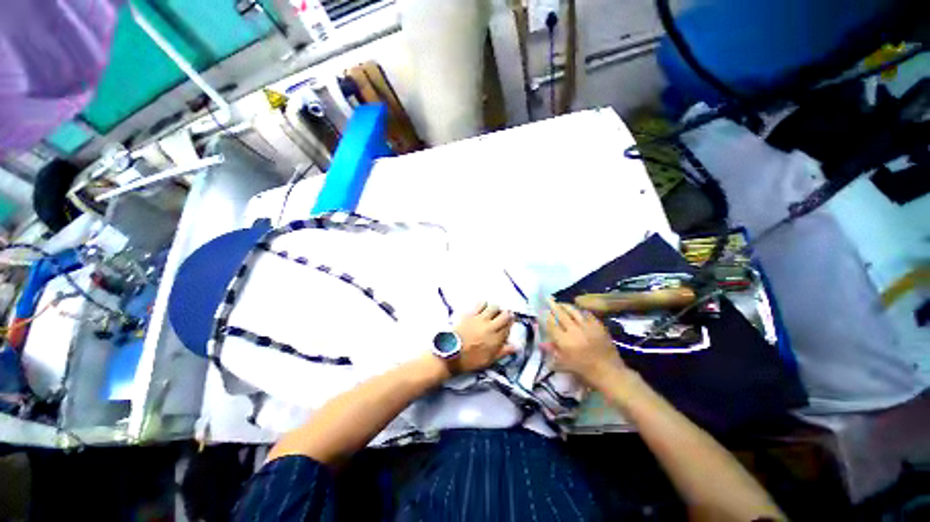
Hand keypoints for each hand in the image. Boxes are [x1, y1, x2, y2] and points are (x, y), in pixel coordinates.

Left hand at [452, 303, 515, 373]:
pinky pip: (480, 304)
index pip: (509, 327)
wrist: (451, 353)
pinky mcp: (470, 314)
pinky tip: (482, 308)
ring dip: (495, 309)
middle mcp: (491, 326)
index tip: (509, 324)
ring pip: (494, 307)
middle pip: (505, 315)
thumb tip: (516, 346)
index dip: (510, 325)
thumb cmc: (470, 360)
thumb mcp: (489, 360)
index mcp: (497, 339)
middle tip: (504, 316)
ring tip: (493, 311)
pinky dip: (483, 304)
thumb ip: (503, 351)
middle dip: (507, 314)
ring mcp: (480, 319)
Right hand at [542, 298, 627, 386]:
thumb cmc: (584, 371)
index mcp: (564, 341)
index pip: (551, 324)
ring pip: (573, 311)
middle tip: (548, 299)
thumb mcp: (564, 364)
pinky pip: (587, 314)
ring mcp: (587, 327)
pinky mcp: (598, 326)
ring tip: (560, 303)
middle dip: (553, 306)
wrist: (609, 373)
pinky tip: (577, 310)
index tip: (542, 311)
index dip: (546, 317)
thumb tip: (541, 344)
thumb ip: (553, 351)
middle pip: (560, 314)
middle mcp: (574, 331)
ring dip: (565, 305)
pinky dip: (580, 311)